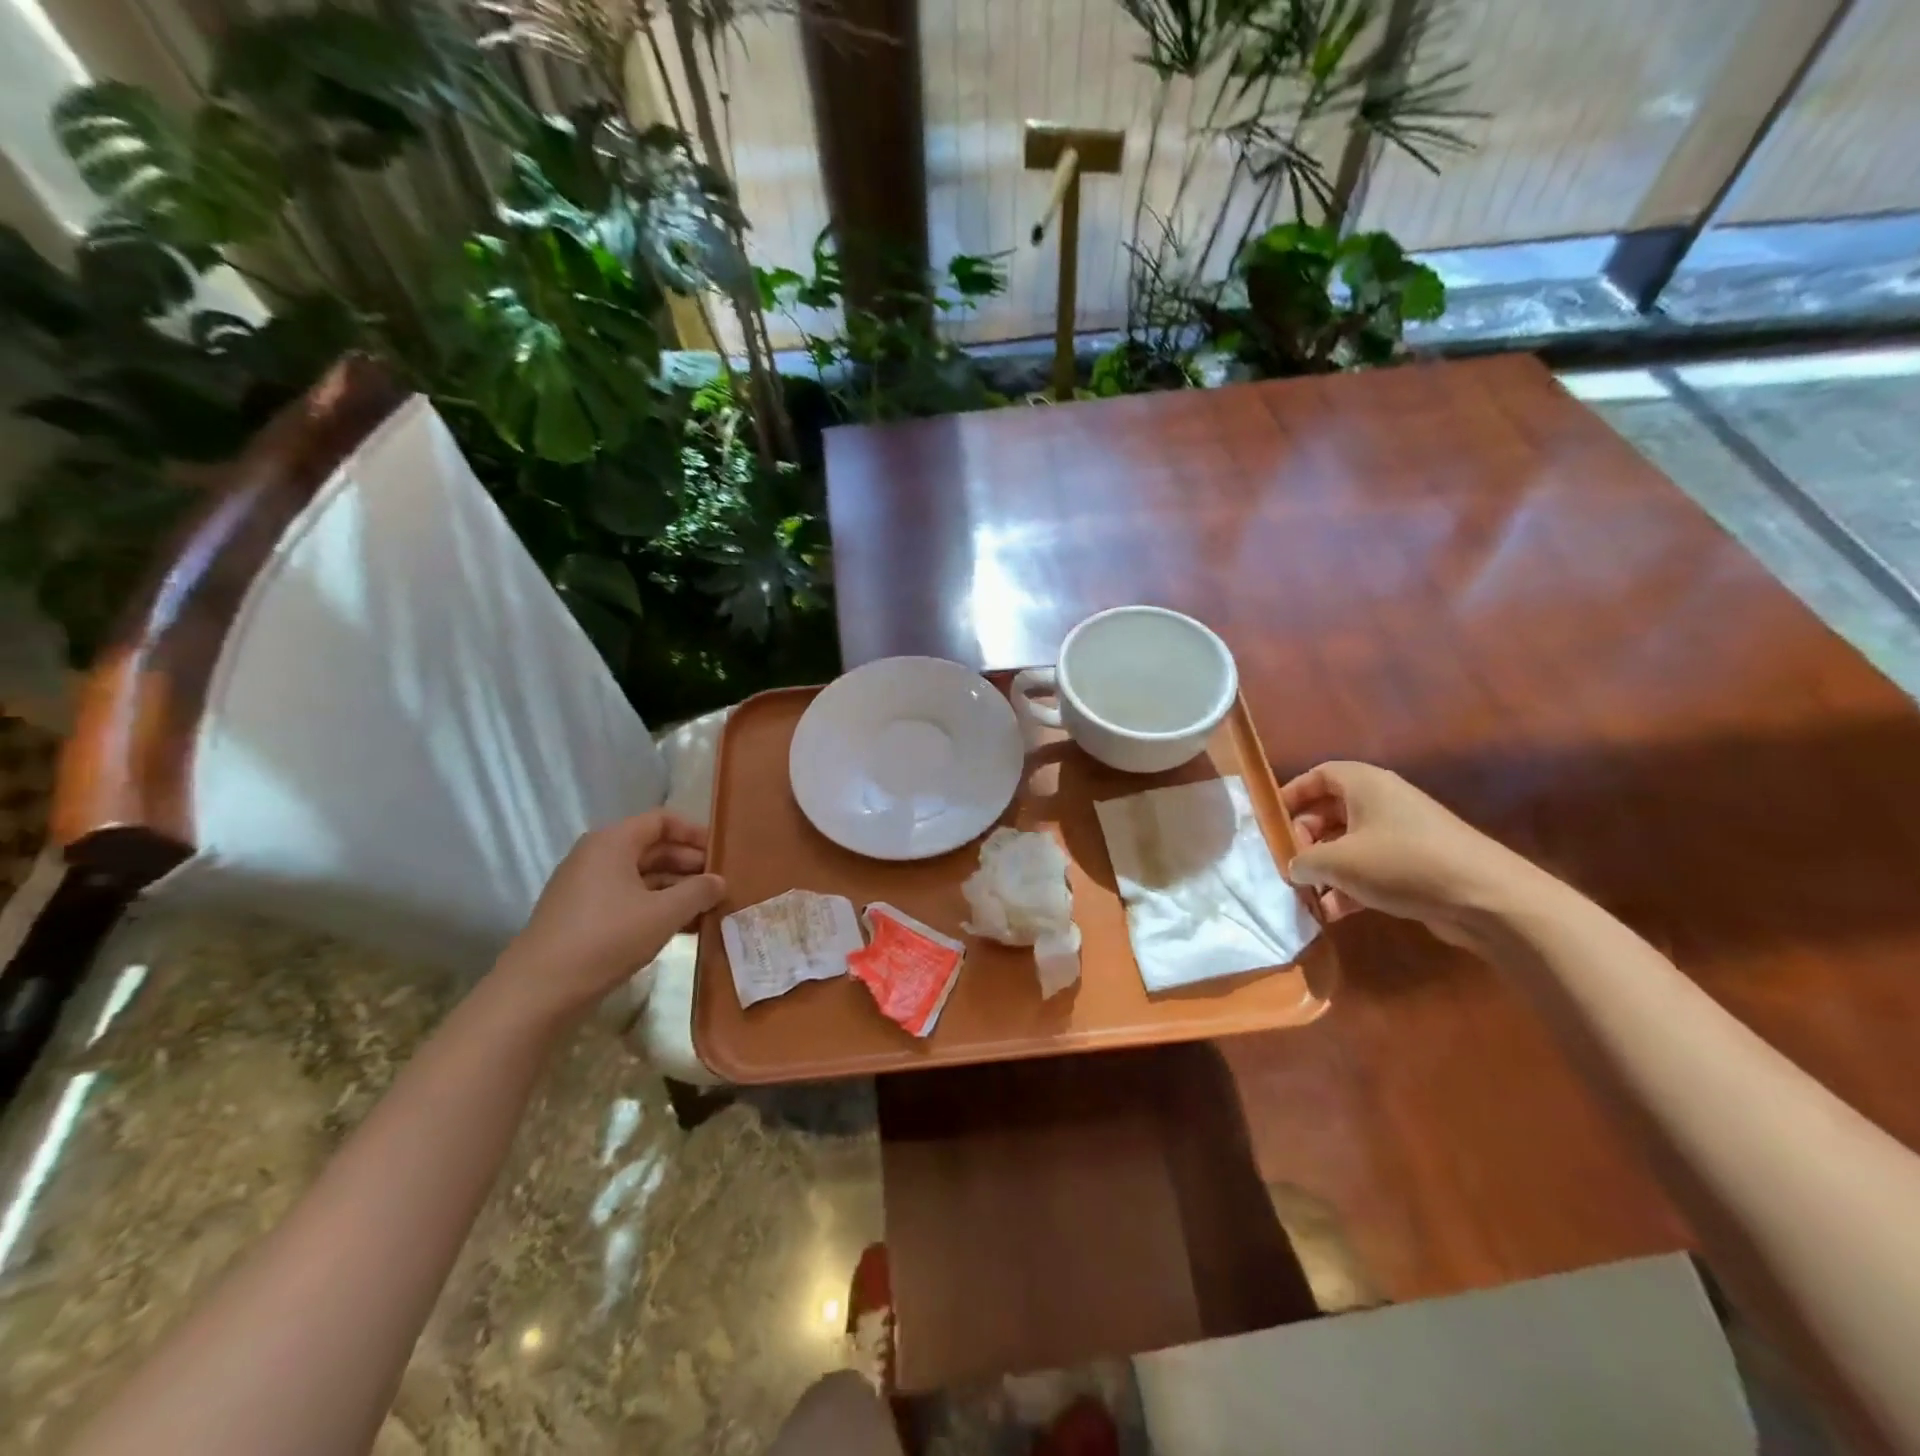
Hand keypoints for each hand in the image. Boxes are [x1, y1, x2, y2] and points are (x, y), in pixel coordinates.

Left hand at [493, 812, 725, 1022]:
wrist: (540, 991)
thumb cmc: (607, 938)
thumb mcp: (664, 913)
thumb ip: (698, 892)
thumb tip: (719, 881)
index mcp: (612, 842)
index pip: (661, 821)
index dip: (694, 833)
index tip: (720, 854)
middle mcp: (596, 856)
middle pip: (652, 848)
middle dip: (688, 865)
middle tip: (718, 885)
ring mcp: (585, 886)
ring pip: (641, 877)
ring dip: (675, 890)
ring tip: (706, 910)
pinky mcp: (581, 915)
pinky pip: (626, 898)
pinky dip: (654, 907)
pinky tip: (680, 928)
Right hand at [1281, 761, 1541, 945]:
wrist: (1487, 899)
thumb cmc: (1401, 864)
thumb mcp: (1338, 862)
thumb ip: (1304, 860)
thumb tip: (1293, 866)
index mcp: (1365, 784)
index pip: (1318, 775)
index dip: (1292, 794)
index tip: (1272, 821)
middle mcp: (1384, 801)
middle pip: (1331, 810)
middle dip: (1306, 838)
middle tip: (1291, 863)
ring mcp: (1403, 832)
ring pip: (1350, 842)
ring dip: (1326, 867)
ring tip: (1308, 894)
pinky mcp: (1418, 863)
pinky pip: (1372, 866)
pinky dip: (1351, 884)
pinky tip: (1335, 912)